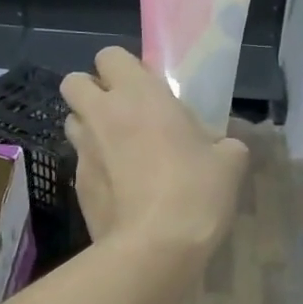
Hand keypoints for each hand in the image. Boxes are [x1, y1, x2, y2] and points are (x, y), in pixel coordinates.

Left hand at [61, 47, 248, 260]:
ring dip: (90, 127)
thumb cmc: (195, 192)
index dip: (124, 69)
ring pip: (72, 121)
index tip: (146, 90)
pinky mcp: (76, 185)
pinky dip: (96, 167)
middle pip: (74, 82)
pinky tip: (120, 188)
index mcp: (139, 95)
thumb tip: (224, 147)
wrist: (154, 248)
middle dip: (92, 91)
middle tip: (123, 113)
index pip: (110, 55)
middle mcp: (102, 114)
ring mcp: (83, 151)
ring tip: (119, 149)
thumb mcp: (230, 163)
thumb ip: (225, 144)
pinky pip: (81, 162)